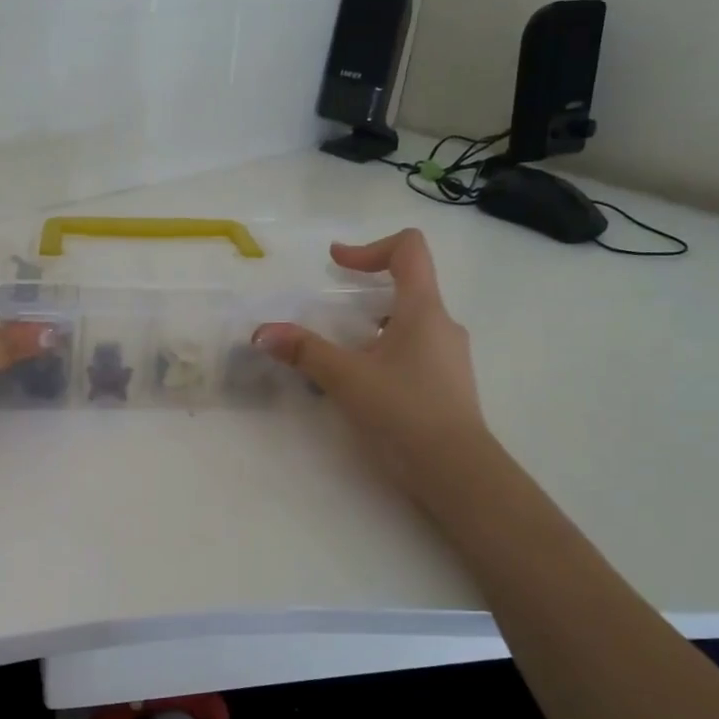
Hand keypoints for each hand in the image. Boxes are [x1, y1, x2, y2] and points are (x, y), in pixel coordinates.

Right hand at [255, 229, 486, 497]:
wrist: (456, 471)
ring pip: (409, 324)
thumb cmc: (404, 411)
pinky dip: (384, 354)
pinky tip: (362, 385)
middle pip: (407, 287)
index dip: (370, 247)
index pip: (410, 249)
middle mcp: (442, 325)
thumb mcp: (346, 378)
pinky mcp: (447, 384)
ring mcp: (449, 356)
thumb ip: (304, 351)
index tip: (337, 264)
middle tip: (330, 313)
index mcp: (423, 310)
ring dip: (372, 327)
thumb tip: (262, 332)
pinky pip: (413, 352)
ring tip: (341, 354)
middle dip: (365, 293)